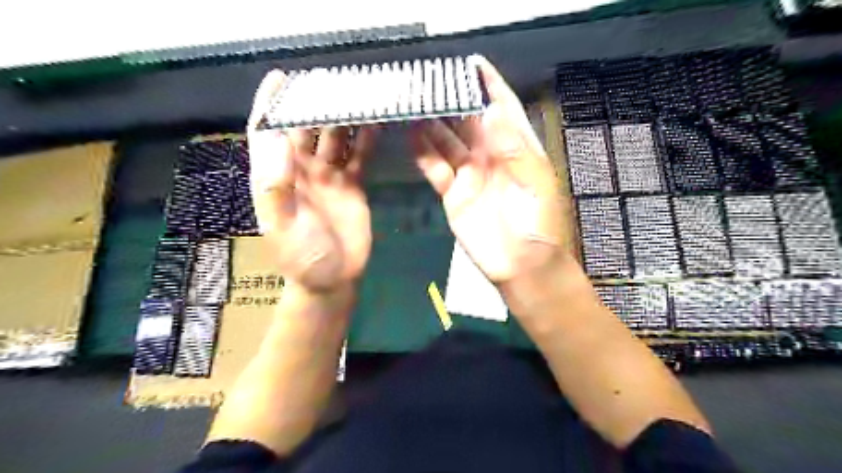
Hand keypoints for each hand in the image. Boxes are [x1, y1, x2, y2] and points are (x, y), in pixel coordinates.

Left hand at [248, 70, 375, 291]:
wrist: (334, 278)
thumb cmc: (302, 256)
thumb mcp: (282, 226)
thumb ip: (277, 186)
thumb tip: (276, 138)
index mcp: (277, 176)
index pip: (268, 132)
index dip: (271, 105)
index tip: (281, 77)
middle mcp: (301, 169)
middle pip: (305, 128)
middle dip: (315, 103)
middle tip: (332, 79)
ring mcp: (328, 175)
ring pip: (335, 137)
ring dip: (344, 116)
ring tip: (358, 92)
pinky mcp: (352, 184)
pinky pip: (358, 155)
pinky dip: (366, 139)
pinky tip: (376, 121)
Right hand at [414, 55, 565, 283]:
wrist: (520, 267)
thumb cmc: (537, 226)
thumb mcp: (536, 186)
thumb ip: (515, 151)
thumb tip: (492, 111)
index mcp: (516, 149)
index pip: (503, 109)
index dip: (489, 86)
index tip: (472, 64)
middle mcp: (491, 156)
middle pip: (469, 121)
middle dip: (452, 100)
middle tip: (430, 80)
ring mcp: (470, 174)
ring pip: (448, 141)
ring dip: (433, 122)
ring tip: (414, 101)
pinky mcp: (453, 193)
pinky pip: (436, 168)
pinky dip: (424, 152)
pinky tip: (411, 135)